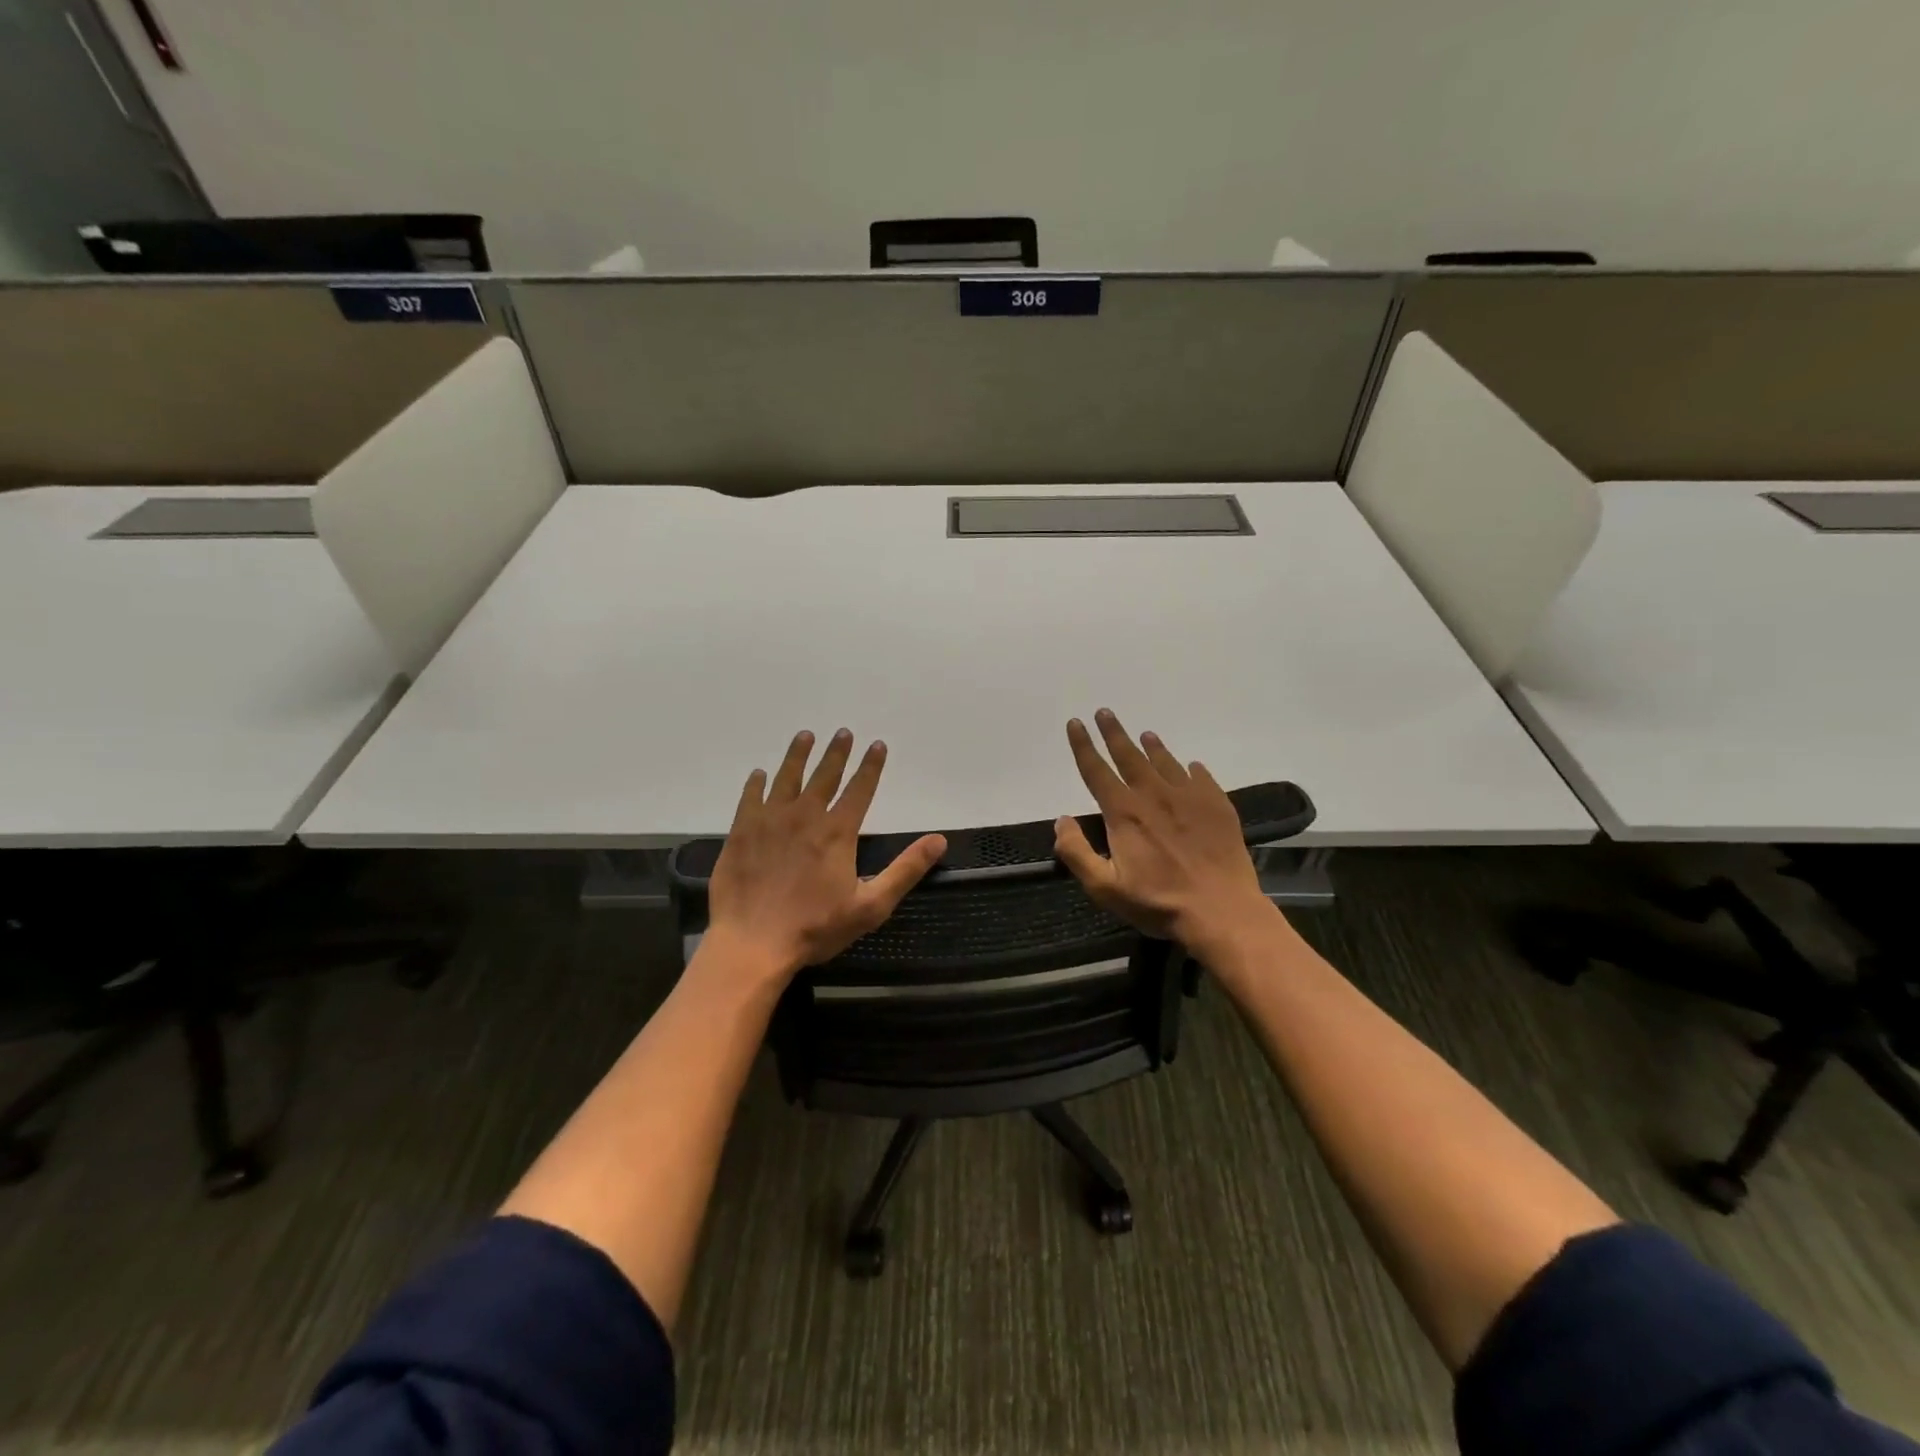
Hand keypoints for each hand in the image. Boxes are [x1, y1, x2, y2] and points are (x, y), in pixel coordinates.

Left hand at [706, 729, 945, 979]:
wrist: (752, 943)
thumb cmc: (815, 927)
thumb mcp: (871, 906)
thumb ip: (905, 870)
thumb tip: (939, 840)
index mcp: (837, 832)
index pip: (860, 789)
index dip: (871, 766)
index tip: (877, 745)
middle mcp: (805, 816)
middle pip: (824, 776)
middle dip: (837, 752)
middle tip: (843, 732)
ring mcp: (769, 821)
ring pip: (786, 778)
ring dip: (798, 755)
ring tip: (805, 736)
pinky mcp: (741, 832)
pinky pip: (750, 798)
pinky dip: (756, 783)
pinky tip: (759, 774)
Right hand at [1053, 709, 1276, 955]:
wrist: (1222, 911)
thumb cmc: (1158, 903)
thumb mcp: (1105, 887)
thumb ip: (1077, 852)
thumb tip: (1061, 821)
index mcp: (1124, 812)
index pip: (1096, 770)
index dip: (1083, 745)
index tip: (1076, 723)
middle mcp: (1154, 795)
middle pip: (1129, 755)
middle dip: (1114, 733)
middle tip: (1105, 712)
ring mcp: (1189, 797)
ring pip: (1165, 762)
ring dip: (1152, 747)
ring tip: (1145, 734)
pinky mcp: (1217, 806)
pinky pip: (1201, 777)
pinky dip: (1191, 769)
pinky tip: (1191, 766)